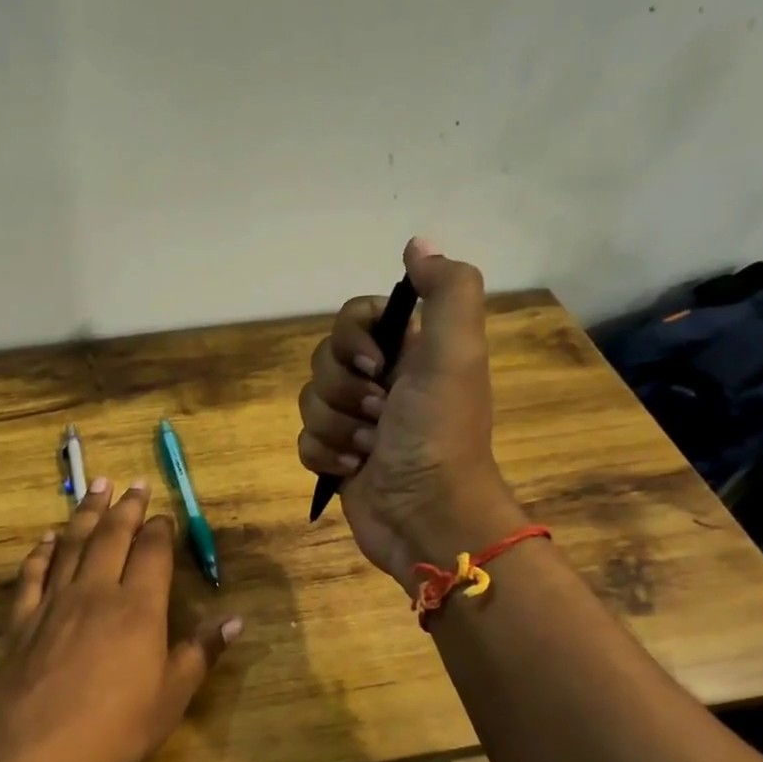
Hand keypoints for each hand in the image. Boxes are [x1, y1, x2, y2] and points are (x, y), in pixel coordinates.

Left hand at [0, 479, 241, 761]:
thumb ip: (200, 652)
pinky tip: (46, 539)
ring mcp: (53, 603)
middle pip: (112, 536)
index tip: (165, 514)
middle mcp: (95, 592)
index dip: (160, 529)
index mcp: (137, 607)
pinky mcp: (21, 621)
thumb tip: (236, 619)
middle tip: (132, 483)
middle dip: (125, 507)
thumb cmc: (114, 731)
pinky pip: (32, 574)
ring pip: (72, 545)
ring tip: (94, 488)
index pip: (152, 552)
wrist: (33, 757)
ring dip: (85, 514)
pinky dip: (41, 551)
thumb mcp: (171, 697)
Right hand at [297, 237, 521, 589]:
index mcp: (408, 351)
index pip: (352, 316)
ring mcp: (356, 422)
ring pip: (310, 402)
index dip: (351, 338)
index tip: (376, 363)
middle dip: (343, 391)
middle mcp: (381, 381)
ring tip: (369, 450)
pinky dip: (325, 456)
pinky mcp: (337, 459)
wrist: (428, 517)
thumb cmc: (439, 434)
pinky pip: (305, 441)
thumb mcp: (457, 353)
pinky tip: (353, 470)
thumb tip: (417, 244)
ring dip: (336, 428)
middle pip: (323, 360)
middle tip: (380, 415)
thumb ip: (446, 291)